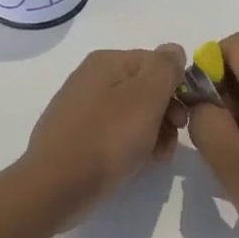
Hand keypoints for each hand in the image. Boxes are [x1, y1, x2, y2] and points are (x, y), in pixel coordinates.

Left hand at [22, 45, 189, 219]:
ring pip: (132, 114)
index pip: (157, 63)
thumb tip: (174, 50)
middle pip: (145, 89)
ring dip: (153, 133)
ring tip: (157, 158)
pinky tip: (136, 164)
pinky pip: (114, 133)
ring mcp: (81, 108)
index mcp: (106, 61)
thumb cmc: (107, 138)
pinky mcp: (76, 136)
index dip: (176, 88)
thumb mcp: (146, 97)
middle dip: (166, 114)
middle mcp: (91, 78)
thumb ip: (165, 68)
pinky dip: (130, 145)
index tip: (182, 118)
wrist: (56, 187)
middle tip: (172, 141)